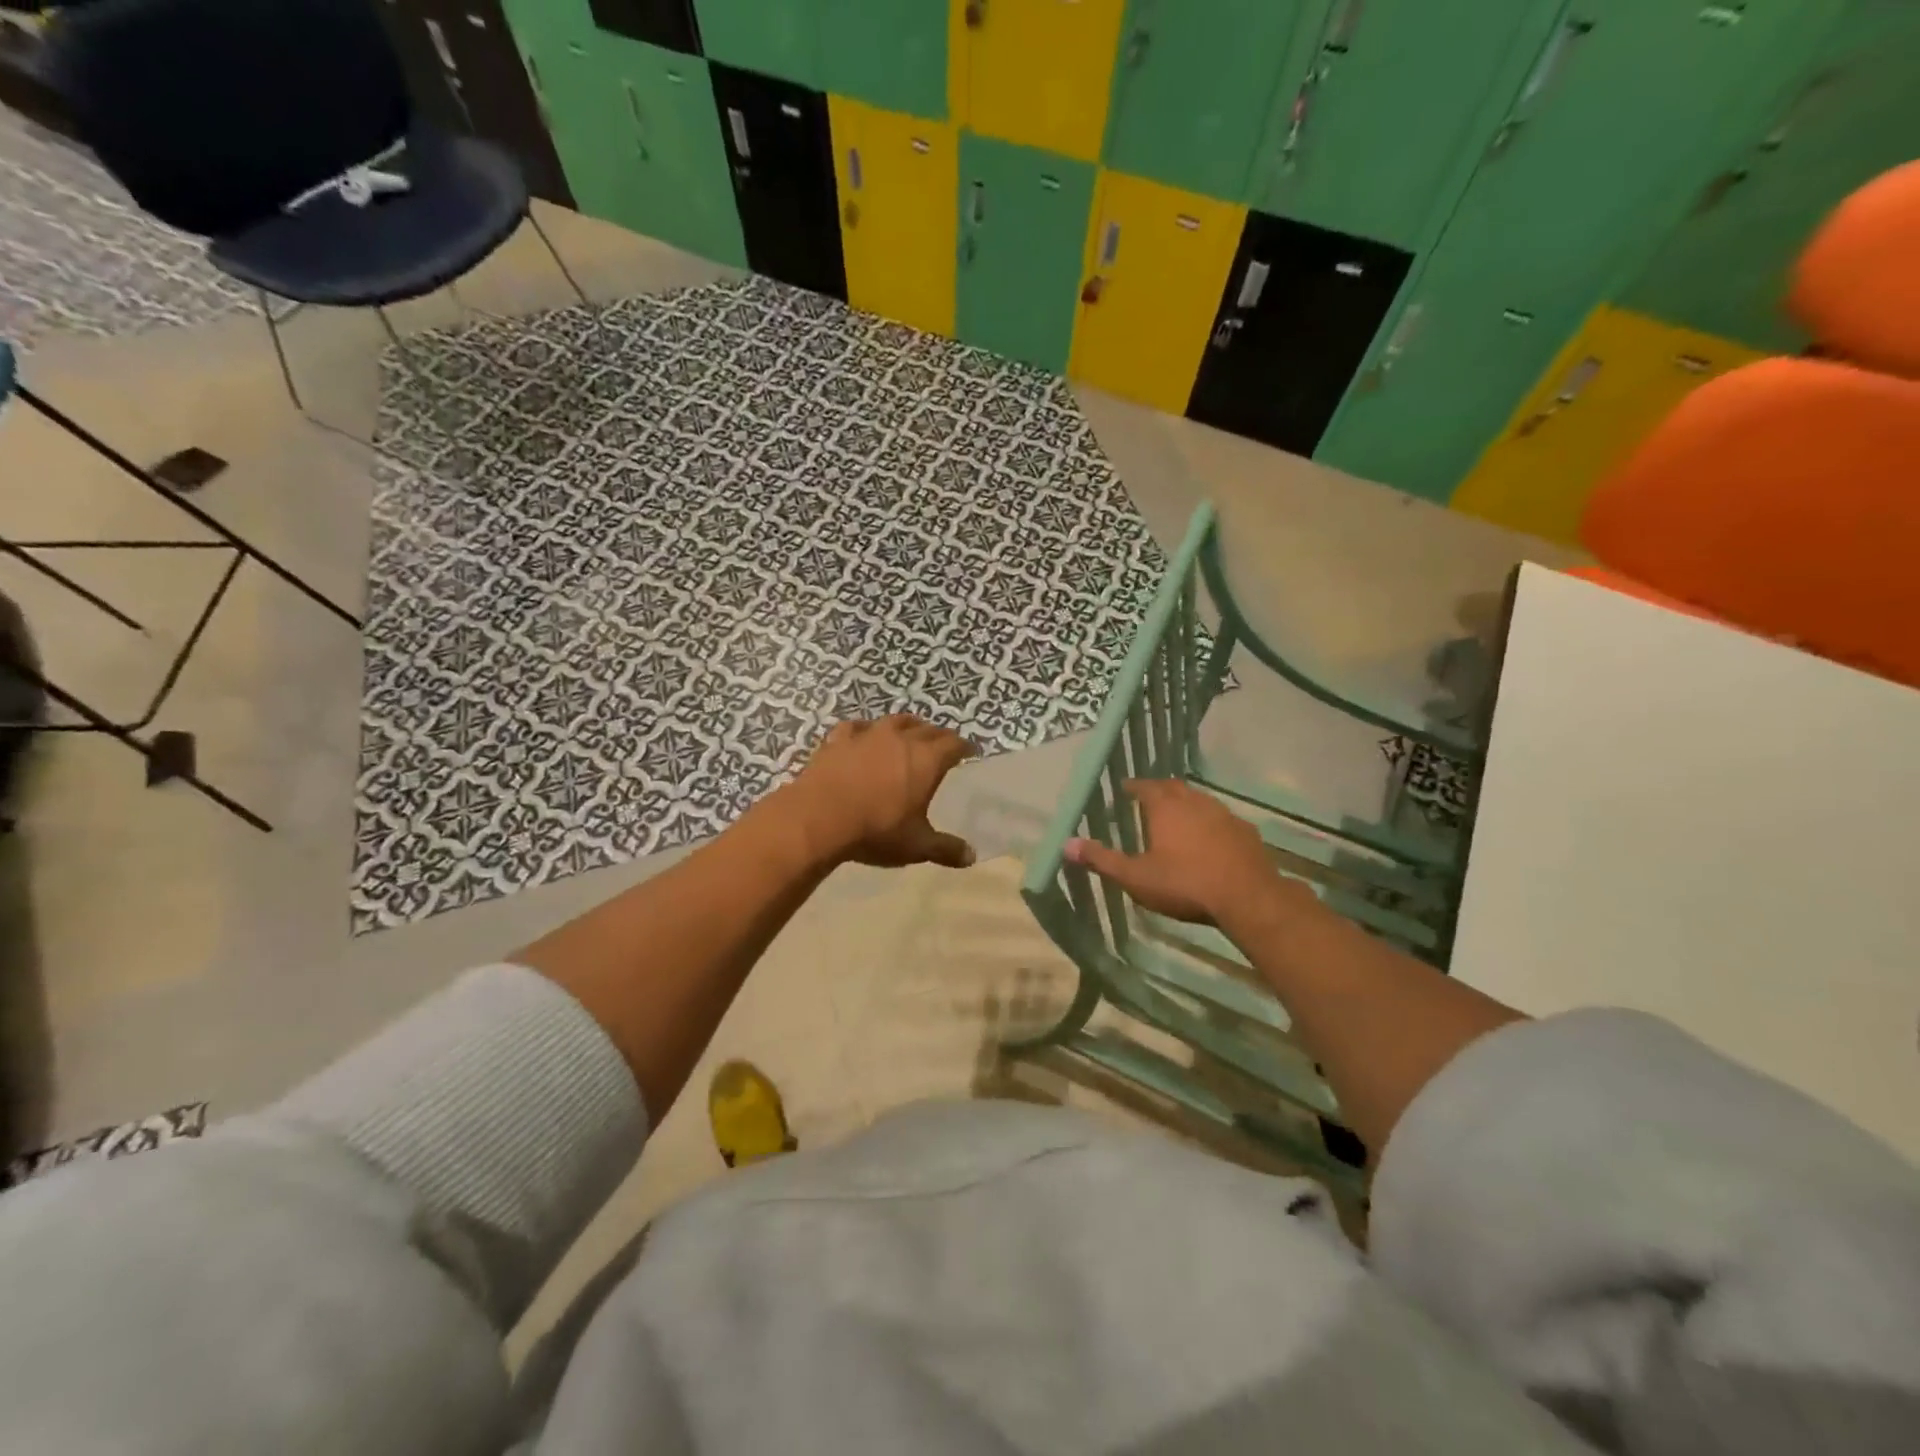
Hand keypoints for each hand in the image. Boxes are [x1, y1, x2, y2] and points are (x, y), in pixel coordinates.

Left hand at [785, 715, 978, 868]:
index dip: (964, 747)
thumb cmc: (876, 830)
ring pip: (894, 721)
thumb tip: (971, 857)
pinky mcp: (839, 739)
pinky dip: (866, 730)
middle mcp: (901, 739)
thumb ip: (945, 849)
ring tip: (909, 732)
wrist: (819, 818)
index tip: (970, 751)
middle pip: (927, 729)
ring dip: (907, 725)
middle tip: (943, 744)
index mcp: (926, 760)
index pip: (953, 744)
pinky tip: (863, 735)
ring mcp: (868, 735)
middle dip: (938, 735)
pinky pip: (857, 727)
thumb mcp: (916, 845)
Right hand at [1065, 778, 1278, 924]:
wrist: (1248, 898)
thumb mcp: (1136, 877)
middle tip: (1148, 799)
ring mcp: (1224, 815)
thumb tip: (1065, 844)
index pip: (1145, 786)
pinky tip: (1210, 839)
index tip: (1124, 788)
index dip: (1133, 787)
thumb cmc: (1185, 884)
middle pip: (1174, 788)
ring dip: (1186, 804)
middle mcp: (1195, 802)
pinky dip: (1210, 823)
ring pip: (1200, 801)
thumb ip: (1102, 860)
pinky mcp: (1246, 832)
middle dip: (1159, 791)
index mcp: (1166, 807)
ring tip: (1177, 817)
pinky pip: (1222, 819)